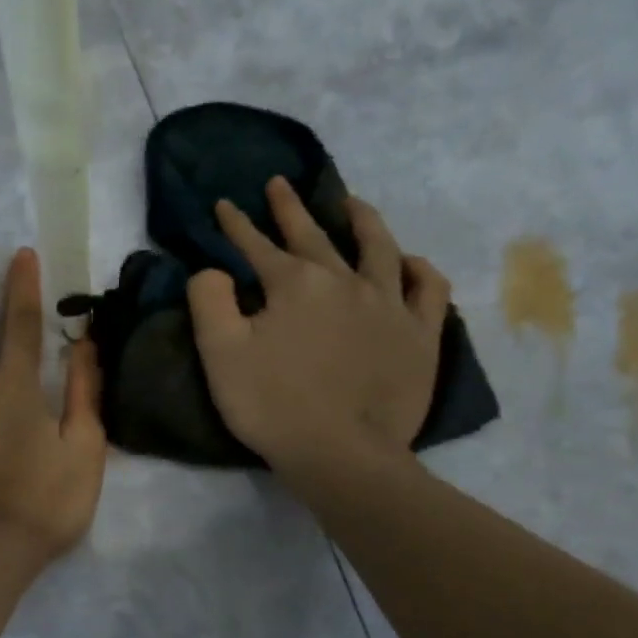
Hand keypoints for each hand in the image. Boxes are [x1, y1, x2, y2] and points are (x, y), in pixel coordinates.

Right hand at [188, 178, 450, 476]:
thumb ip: (208, 301)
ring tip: (350, 204)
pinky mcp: (420, 334)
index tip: (223, 205)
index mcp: (294, 284)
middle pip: (314, 235)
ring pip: (378, 248)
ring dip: (361, 221)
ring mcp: (389, 305)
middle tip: (279, 184)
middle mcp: (344, 281)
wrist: (342, 453)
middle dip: (290, 209)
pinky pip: (428, 289)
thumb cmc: (273, 405)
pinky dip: (418, 270)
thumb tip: (212, 270)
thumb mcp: (220, 354)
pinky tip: (409, 262)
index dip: (236, 225)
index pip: (258, 246)